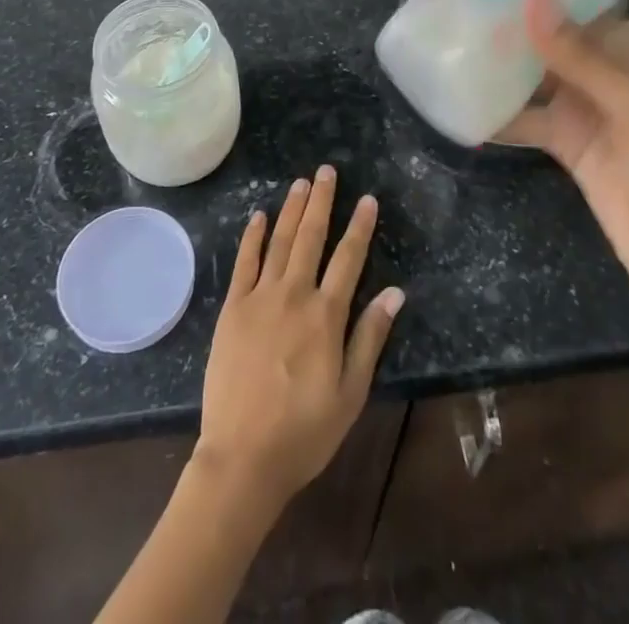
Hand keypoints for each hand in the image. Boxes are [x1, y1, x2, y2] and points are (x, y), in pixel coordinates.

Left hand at [193, 166, 404, 517]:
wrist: (243, 457)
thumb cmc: (304, 431)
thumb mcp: (350, 393)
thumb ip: (370, 338)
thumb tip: (395, 292)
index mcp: (326, 316)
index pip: (349, 259)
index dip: (359, 226)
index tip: (367, 198)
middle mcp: (294, 295)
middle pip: (311, 237)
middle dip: (322, 202)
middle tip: (326, 171)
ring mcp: (260, 298)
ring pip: (279, 241)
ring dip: (291, 209)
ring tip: (301, 183)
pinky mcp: (233, 308)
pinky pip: (244, 263)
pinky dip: (252, 236)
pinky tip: (259, 215)